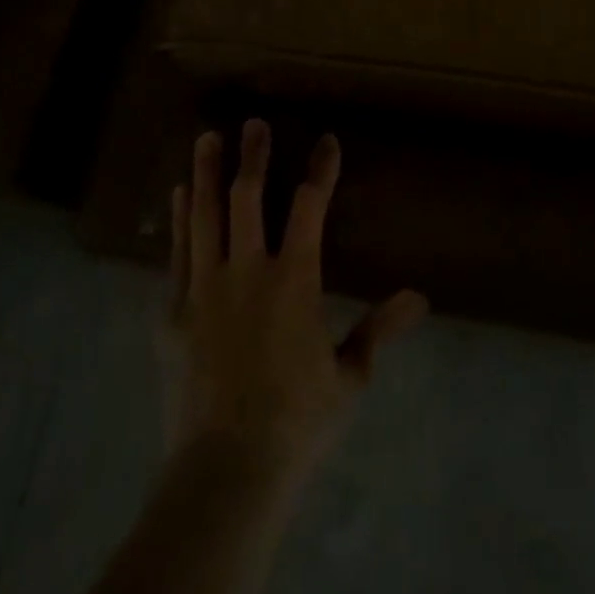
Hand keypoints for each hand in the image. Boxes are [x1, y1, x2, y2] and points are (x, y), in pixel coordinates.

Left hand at [163, 120, 427, 490]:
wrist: (225, 471)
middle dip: (253, 155)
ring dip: (207, 173)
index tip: (327, 140)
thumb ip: (379, 330)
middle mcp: (247, 270)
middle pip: (249, 197)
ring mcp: (205, 288)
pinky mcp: (174, 312)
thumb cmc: (296, 422)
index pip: (310, 206)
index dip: (321, 169)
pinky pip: (177, 251)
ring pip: (205, 215)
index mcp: (294, 280)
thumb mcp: (349, 377)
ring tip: (207, 138)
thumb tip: (420, 298)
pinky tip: (178, 196)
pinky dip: (180, 219)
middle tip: (254, 123)